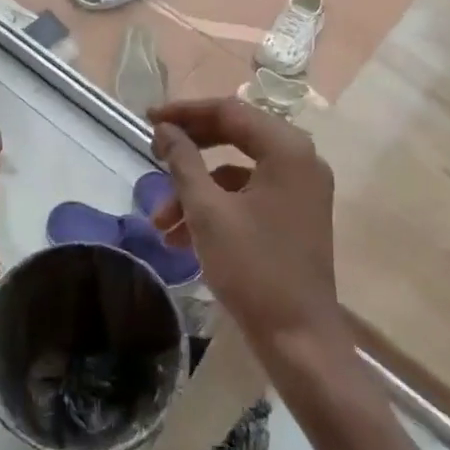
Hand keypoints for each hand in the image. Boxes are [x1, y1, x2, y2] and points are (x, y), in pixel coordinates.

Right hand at [147, 98, 342, 352]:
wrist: (299, 339)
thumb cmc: (253, 269)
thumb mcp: (208, 211)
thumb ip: (183, 162)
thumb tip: (164, 129)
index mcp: (287, 149)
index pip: (229, 111)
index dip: (185, 112)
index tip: (148, 119)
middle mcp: (301, 160)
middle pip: (235, 135)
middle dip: (189, 150)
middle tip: (152, 154)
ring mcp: (301, 189)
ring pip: (237, 171)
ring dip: (196, 189)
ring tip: (160, 223)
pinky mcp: (295, 214)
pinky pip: (248, 195)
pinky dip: (216, 208)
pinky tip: (182, 238)